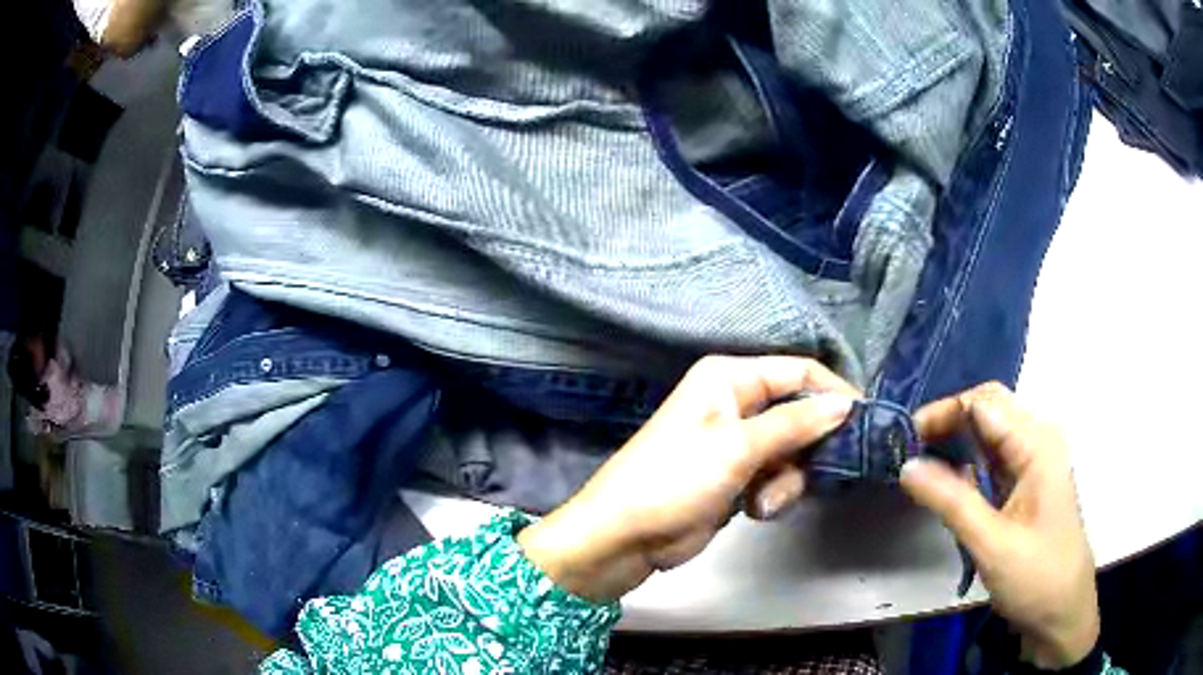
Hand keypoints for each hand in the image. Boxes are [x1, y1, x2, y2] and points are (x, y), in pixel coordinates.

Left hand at [518, 355, 858, 602]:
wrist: (626, 537)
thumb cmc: (676, 479)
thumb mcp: (738, 447)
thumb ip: (795, 423)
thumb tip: (845, 404)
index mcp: (730, 379)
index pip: (799, 371)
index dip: (834, 393)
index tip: (866, 423)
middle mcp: (736, 403)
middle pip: (800, 413)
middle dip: (809, 447)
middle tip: (819, 472)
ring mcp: (738, 443)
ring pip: (793, 451)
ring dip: (788, 479)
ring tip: (763, 501)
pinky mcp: (738, 477)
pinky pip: (777, 477)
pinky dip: (773, 495)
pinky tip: (753, 511)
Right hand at [900, 383, 1099, 668]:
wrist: (1062, 612)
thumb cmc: (1036, 577)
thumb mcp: (992, 544)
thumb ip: (951, 502)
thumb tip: (906, 466)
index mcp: (1037, 444)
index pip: (983, 404)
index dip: (943, 412)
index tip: (904, 439)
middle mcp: (1038, 441)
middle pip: (987, 411)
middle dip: (947, 424)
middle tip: (908, 453)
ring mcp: (1034, 462)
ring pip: (988, 434)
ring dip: (954, 445)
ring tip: (920, 468)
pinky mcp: (1027, 484)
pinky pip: (993, 460)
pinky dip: (966, 466)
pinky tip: (946, 485)